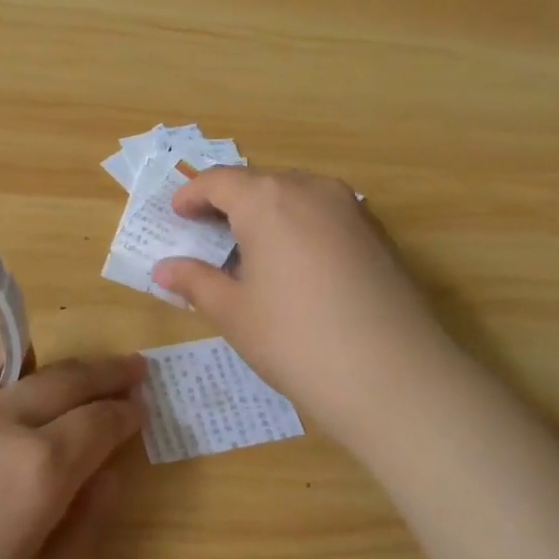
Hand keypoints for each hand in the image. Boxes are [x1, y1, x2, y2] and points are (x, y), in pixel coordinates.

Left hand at [0, 320, 145, 558]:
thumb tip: (109, 473)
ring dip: (31, 351)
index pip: (100, 421)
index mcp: (36, 470)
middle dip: (107, 371)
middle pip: (66, 374)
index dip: (127, 413)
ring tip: (36, 376)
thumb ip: (86, 528)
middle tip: (127, 373)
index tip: (140, 409)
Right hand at [151, 168, 456, 449]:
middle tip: (207, 232)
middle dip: (228, 201)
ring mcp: (350, 208)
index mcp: (267, 200)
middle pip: (258, 182)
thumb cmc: (296, 340)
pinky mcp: (377, 232)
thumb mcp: (234, 313)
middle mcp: (310, 188)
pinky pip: (324, 213)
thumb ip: (195, 281)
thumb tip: (163, 269)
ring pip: (295, 194)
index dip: (191, 195)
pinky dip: (299, 224)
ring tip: (249, 248)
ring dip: (266, 211)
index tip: (176, 214)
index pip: (218, 181)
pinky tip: (295, 263)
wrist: (394, 377)